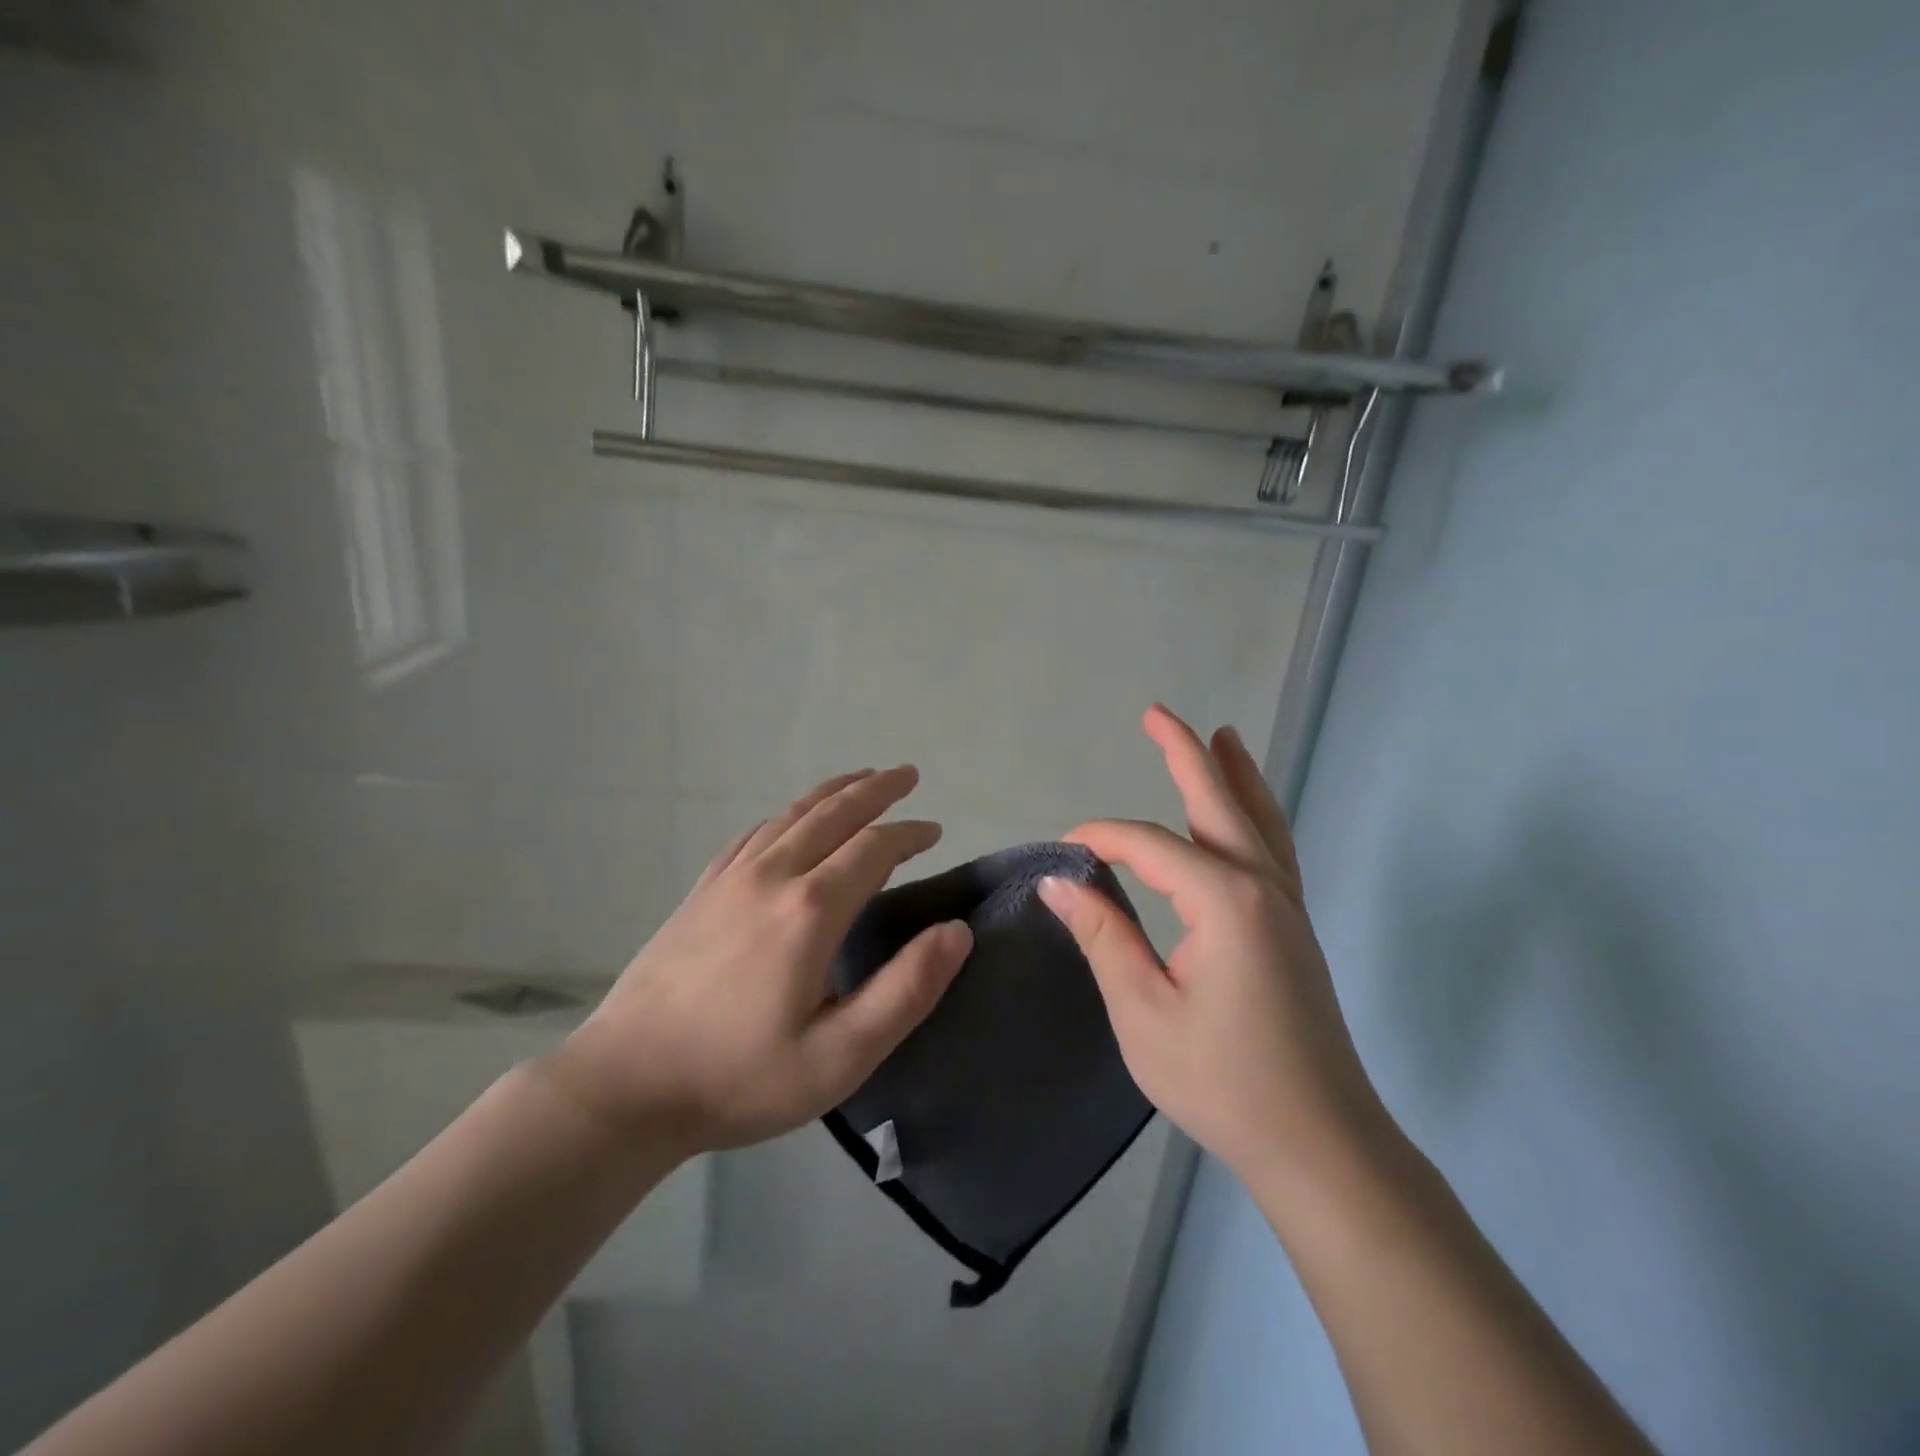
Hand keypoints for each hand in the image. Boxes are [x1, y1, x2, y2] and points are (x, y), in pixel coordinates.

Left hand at [547, 767, 971, 1157]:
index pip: (874, 848)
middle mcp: (772, 876)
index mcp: (811, 909)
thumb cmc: (740, 1077)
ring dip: (833, 792)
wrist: (625, 1086)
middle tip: (907, 774)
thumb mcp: (841, 1055)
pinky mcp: (701, 892)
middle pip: (833, 814)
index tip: (935, 831)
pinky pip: (754, 834)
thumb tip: (957, 931)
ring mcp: (729, 879)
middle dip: (876, 789)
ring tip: (861, 779)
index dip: (910, 833)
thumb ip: (907, 990)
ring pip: (792, 815)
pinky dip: (787, 815)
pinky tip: (791, 821)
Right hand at [1038, 706, 1384, 1183]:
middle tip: (1157, 714)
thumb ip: (1103, 935)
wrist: (1318, 1143)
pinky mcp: (1294, 928)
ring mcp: (1286, 905)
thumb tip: (1060, 881)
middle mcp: (1262, 886)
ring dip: (1235, 774)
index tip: (1061, 853)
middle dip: (1185, 754)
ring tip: (1222, 735)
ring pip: (1258, 820)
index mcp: (1224, 900)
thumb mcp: (1141, 1010)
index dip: (1100, 839)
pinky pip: (1273, 848)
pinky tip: (1245, 815)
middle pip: (1219, 803)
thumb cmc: (1221, 1080)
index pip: (1149, 845)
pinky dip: (1257, 814)